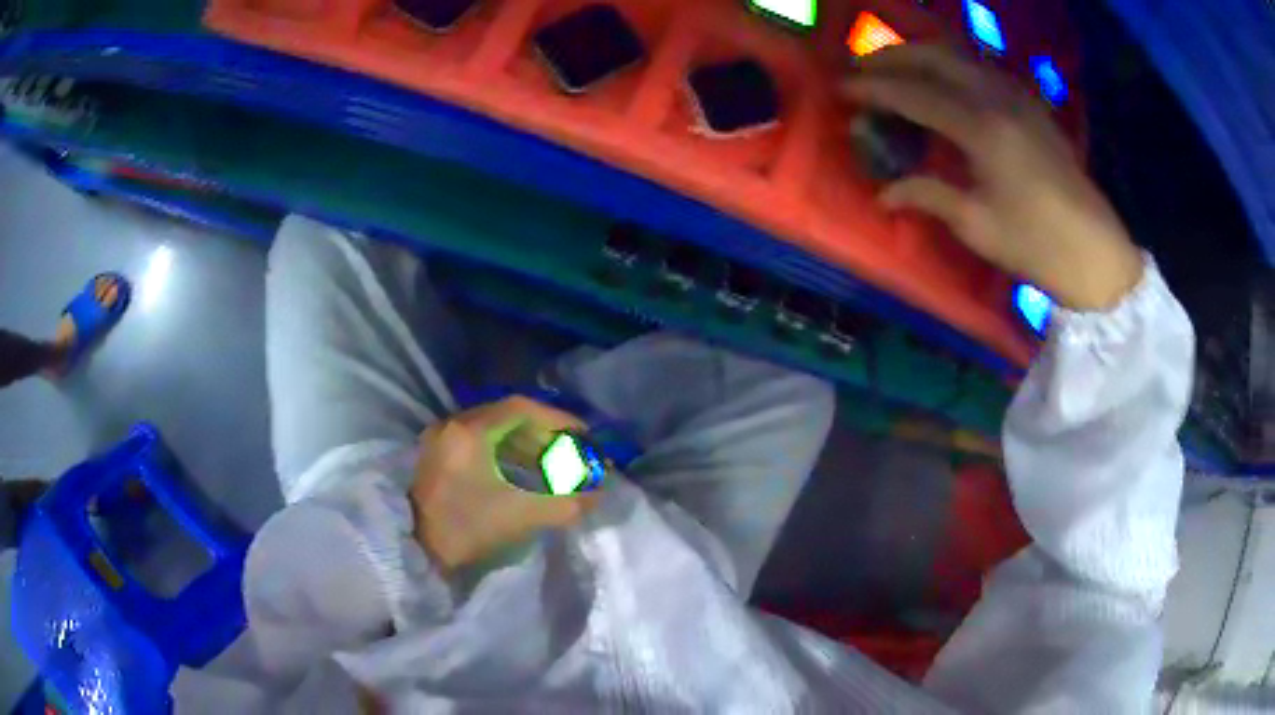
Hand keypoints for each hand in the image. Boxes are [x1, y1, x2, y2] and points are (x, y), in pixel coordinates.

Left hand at [408, 396, 598, 572]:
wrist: (411, 551)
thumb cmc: (464, 529)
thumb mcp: (519, 516)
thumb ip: (564, 504)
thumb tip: (596, 496)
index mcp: (470, 431)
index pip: (522, 409)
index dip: (558, 420)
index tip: (583, 434)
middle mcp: (453, 426)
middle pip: (507, 417)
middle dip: (544, 433)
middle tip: (571, 451)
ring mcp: (441, 441)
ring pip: (492, 431)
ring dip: (525, 445)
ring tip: (552, 466)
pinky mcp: (436, 458)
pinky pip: (478, 444)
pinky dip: (505, 454)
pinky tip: (521, 474)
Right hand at [844, 45, 1143, 310]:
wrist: (1096, 252)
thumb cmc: (1037, 245)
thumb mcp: (977, 225)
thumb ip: (928, 195)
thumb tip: (883, 193)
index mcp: (981, 128)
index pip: (913, 93)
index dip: (872, 88)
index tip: (839, 88)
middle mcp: (997, 98)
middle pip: (934, 56)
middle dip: (891, 57)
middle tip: (860, 69)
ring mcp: (1018, 96)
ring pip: (959, 54)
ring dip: (920, 54)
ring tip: (894, 68)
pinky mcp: (1032, 104)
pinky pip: (983, 67)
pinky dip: (952, 64)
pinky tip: (943, 80)